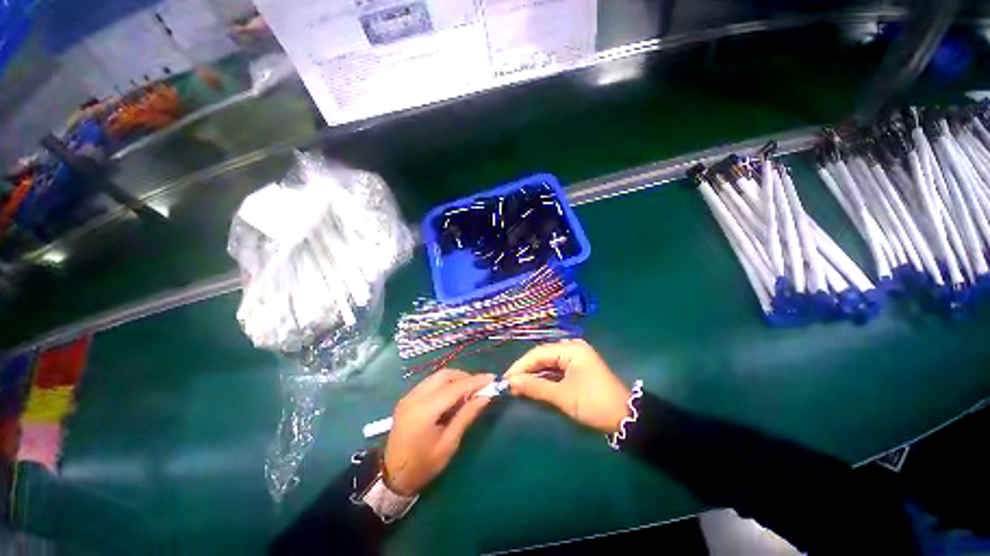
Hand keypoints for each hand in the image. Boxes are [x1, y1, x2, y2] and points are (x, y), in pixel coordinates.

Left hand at [383, 369, 493, 495]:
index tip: (492, 378)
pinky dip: (445, 384)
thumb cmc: (424, 465)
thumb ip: (467, 415)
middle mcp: (415, 397)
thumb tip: (485, 396)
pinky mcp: (407, 397)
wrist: (392, 476)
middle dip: (465, 377)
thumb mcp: (449, 443)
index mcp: (424, 411)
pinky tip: (453, 395)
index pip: (454, 388)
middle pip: (445, 375)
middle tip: (480, 386)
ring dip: (455, 379)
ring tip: (469, 391)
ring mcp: (409, 395)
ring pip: (437, 376)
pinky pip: (430, 382)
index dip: (475, 381)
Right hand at [505, 339, 630, 433]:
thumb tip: (511, 382)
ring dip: (533, 374)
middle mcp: (572, 348)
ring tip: (518, 386)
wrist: (626, 419)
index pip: (538, 353)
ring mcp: (575, 357)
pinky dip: (544, 378)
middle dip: (526, 370)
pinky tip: (533, 385)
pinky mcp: (577, 368)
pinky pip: (555, 369)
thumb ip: (535, 387)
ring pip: (547, 363)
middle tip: (510, 384)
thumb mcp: (563, 396)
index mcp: (571, 349)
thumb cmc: (594, 403)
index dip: (520, 366)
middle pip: (542, 356)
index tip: (505, 379)